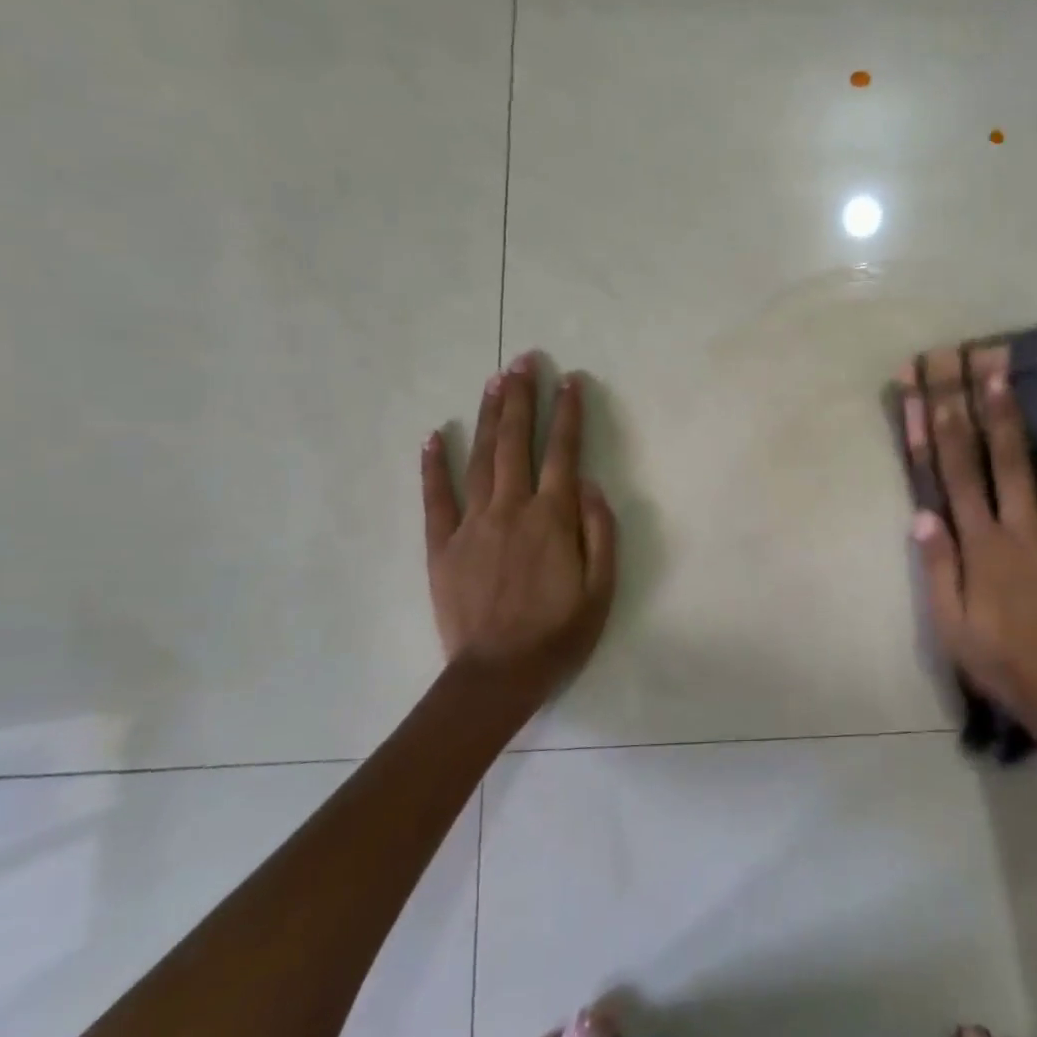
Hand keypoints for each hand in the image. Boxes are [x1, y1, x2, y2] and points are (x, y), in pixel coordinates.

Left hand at [421, 355, 617, 722]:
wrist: (498, 676)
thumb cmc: (559, 634)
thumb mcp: (602, 589)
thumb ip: (600, 532)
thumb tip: (591, 483)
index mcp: (553, 518)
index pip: (564, 453)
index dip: (568, 414)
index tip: (570, 380)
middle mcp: (512, 509)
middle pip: (516, 443)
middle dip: (522, 398)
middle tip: (523, 360)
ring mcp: (472, 525)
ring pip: (481, 459)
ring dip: (488, 416)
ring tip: (494, 381)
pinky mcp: (443, 545)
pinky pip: (436, 498)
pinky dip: (435, 465)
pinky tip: (436, 436)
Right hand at [908, 366, 1036, 733]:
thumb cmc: (995, 657)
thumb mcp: (948, 620)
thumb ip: (937, 565)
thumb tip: (922, 515)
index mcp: (984, 543)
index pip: (959, 477)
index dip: (947, 434)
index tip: (940, 395)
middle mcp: (1024, 530)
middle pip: (1011, 463)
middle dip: (1001, 415)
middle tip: (998, 373)